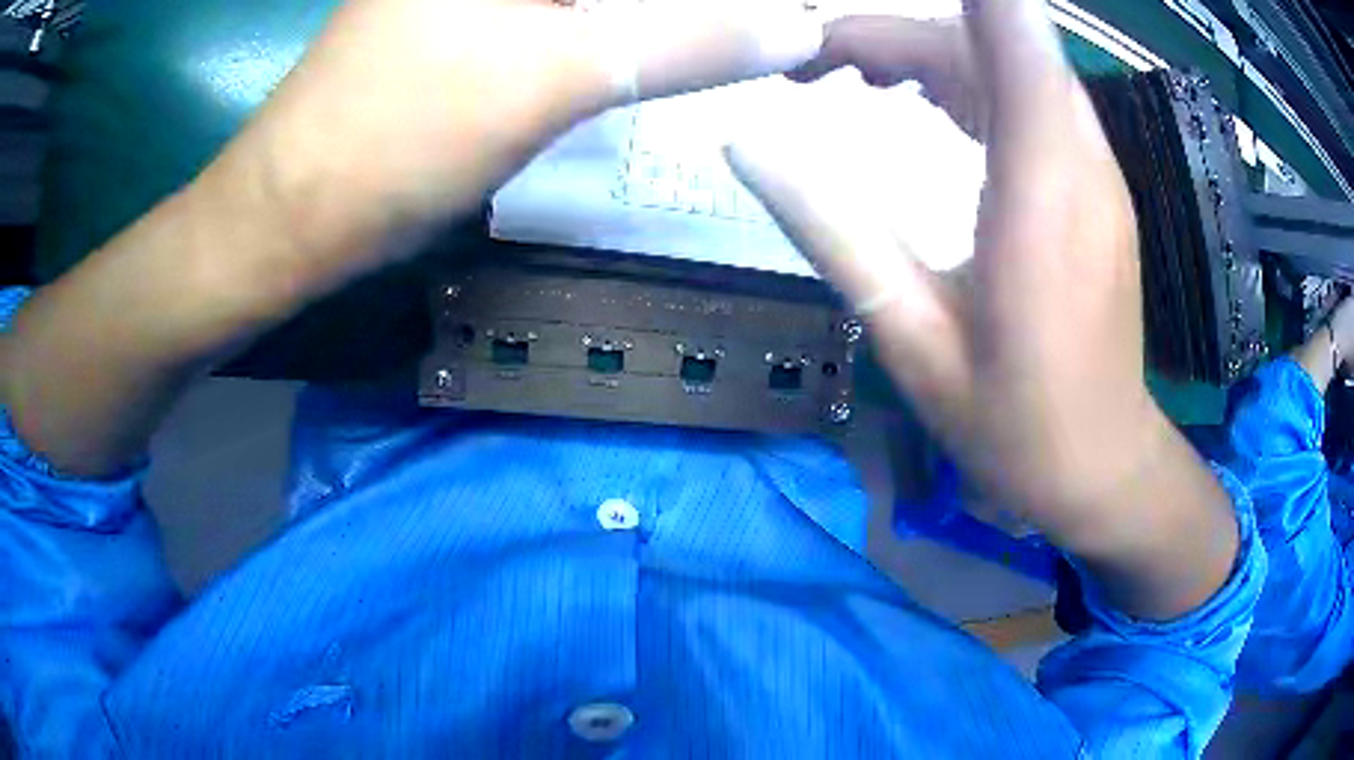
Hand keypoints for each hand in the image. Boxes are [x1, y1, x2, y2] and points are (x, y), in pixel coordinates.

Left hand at [1, 0, 824, 478]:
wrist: (291, 219)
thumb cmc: (396, 139)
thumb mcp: (556, 76)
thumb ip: (687, 43)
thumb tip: (801, 27)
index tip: (782, 8)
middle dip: (696, 4)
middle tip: (771, 23)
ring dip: (665, 15)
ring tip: (733, 37)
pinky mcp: (470, 28)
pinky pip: (572, 17)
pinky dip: (623, 31)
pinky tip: (661, 53)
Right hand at [728, 4, 1239, 618]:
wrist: (1101, 462)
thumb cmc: (1014, 421)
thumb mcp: (910, 336)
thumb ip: (832, 230)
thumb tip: (745, 144)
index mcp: (1039, 182)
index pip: (1009, 26)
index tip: (851, 11)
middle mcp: (1076, 150)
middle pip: (986, 34)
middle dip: (892, 30)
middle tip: (810, 67)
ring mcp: (1091, 162)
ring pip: (1004, 58)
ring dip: (923, 49)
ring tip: (843, 76)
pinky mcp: (1090, 180)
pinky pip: (1024, 92)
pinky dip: (961, 76)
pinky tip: (915, 103)